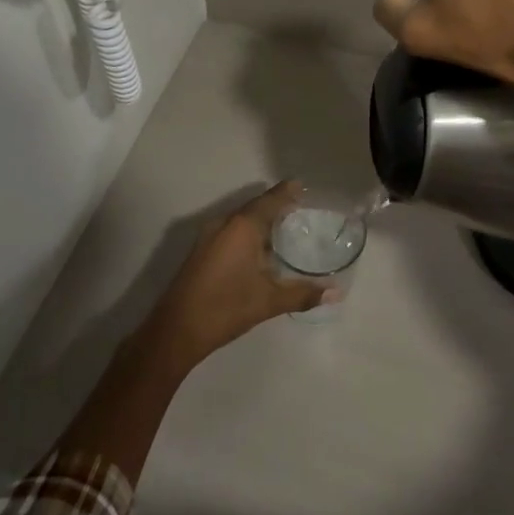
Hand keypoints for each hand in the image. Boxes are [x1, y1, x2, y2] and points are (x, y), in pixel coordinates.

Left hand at [143, 182, 330, 370]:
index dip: (287, 192)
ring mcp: (209, 236)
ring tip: (283, 228)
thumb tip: (336, 292)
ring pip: (240, 220)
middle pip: (255, 207)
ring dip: (260, 221)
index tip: (302, 186)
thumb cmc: (226, 307)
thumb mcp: (268, 301)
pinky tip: (259, 250)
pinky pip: (230, 231)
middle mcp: (224, 223)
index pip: (270, 200)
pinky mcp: (201, 250)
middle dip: (276, 206)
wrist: (176, 329)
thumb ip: (303, 294)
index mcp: (242, 226)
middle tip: (299, 209)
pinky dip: (247, 233)